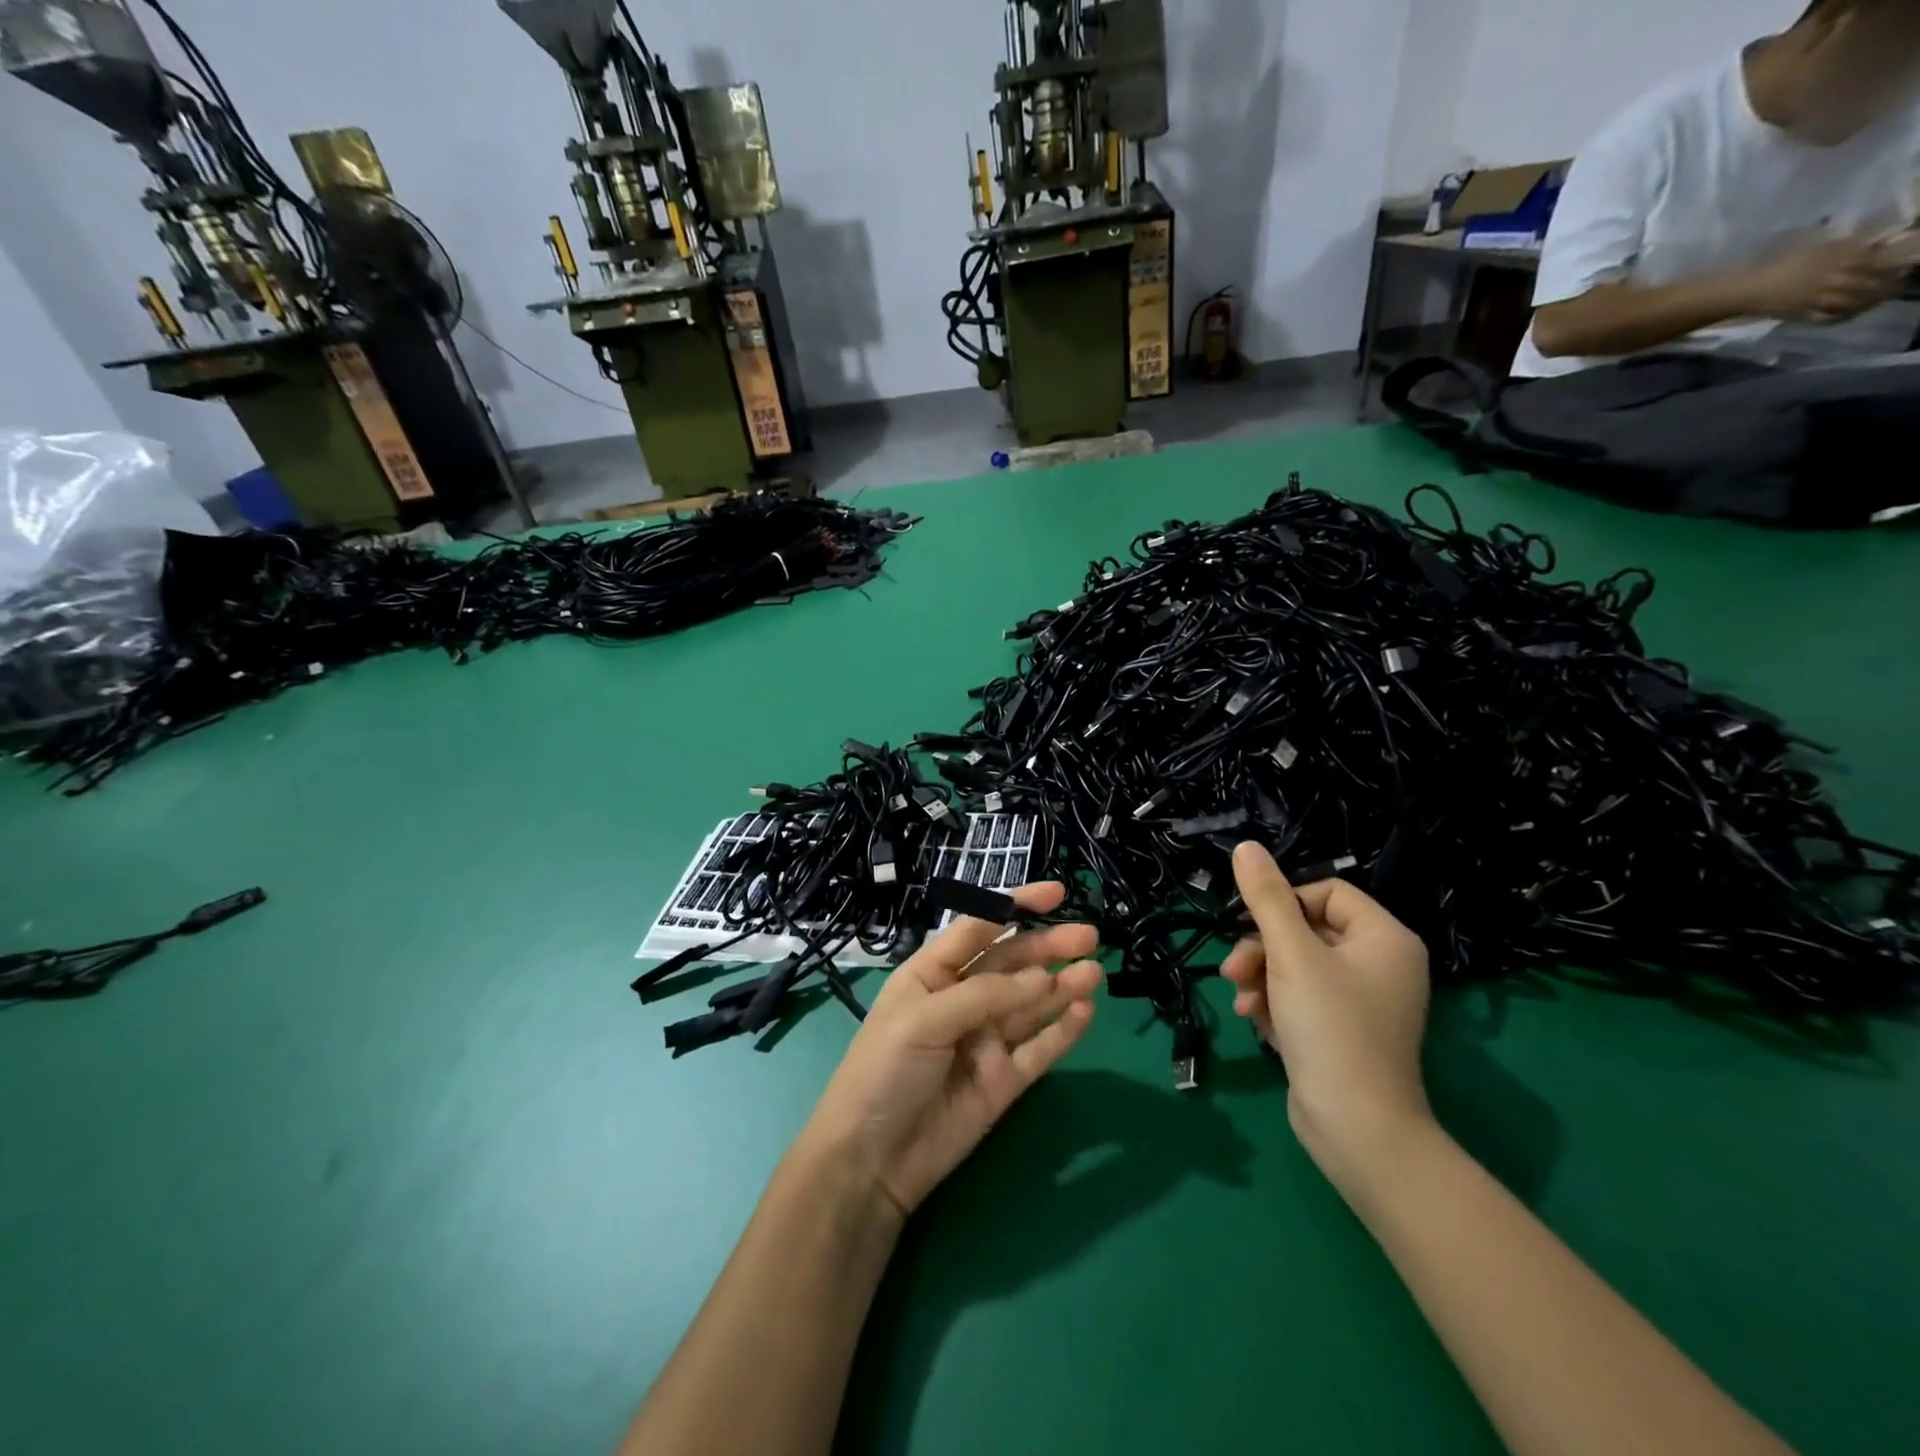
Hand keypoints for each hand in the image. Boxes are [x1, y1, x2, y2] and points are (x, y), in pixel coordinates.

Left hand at [794, 882, 1101, 1220]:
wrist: (871, 1161)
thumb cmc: (884, 1070)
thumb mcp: (924, 1019)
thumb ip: (985, 995)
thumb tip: (1044, 977)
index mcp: (933, 973)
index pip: (979, 928)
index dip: (1015, 907)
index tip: (1056, 893)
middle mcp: (963, 1000)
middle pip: (1013, 964)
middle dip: (1048, 946)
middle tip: (1089, 935)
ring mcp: (986, 1041)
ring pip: (1032, 1004)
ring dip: (1063, 985)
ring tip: (1094, 970)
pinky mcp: (1004, 1080)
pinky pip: (1039, 1049)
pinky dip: (1063, 1030)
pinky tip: (1085, 1010)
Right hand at [1222, 843, 1432, 1189]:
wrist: (1356, 1128)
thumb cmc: (1330, 1027)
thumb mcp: (1291, 954)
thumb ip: (1265, 898)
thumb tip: (1246, 846)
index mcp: (1384, 938)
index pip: (1325, 893)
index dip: (1283, 904)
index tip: (1251, 926)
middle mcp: (1380, 964)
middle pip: (1305, 930)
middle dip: (1262, 949)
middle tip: (1234, 969)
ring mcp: (1362, 1001)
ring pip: (1295, 966)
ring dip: (1261, 978)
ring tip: (1243, 1001)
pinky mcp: (1342, 1031)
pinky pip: (1300, 998)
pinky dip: (1275, 1004)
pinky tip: (1258, 1023)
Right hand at [1741, 237, 1904, 322]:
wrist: (1745, 290)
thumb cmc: (1778, 264)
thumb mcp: (1814, 245)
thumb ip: (1844, 244)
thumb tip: (1876, 241)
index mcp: (1835, 261)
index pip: (1876, 261)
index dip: (1893, 262)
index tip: (1905, 263)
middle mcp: (1831, 281)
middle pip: (1868, 283)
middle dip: (1886, 284)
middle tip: (1897, 283)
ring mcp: (1816, 301)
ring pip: (1852, 302)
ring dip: (1868, 302)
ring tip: (1878, 300)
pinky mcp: (1802, 315)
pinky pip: (1828, 318)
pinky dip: (1842, 317)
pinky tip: (1850, 314)